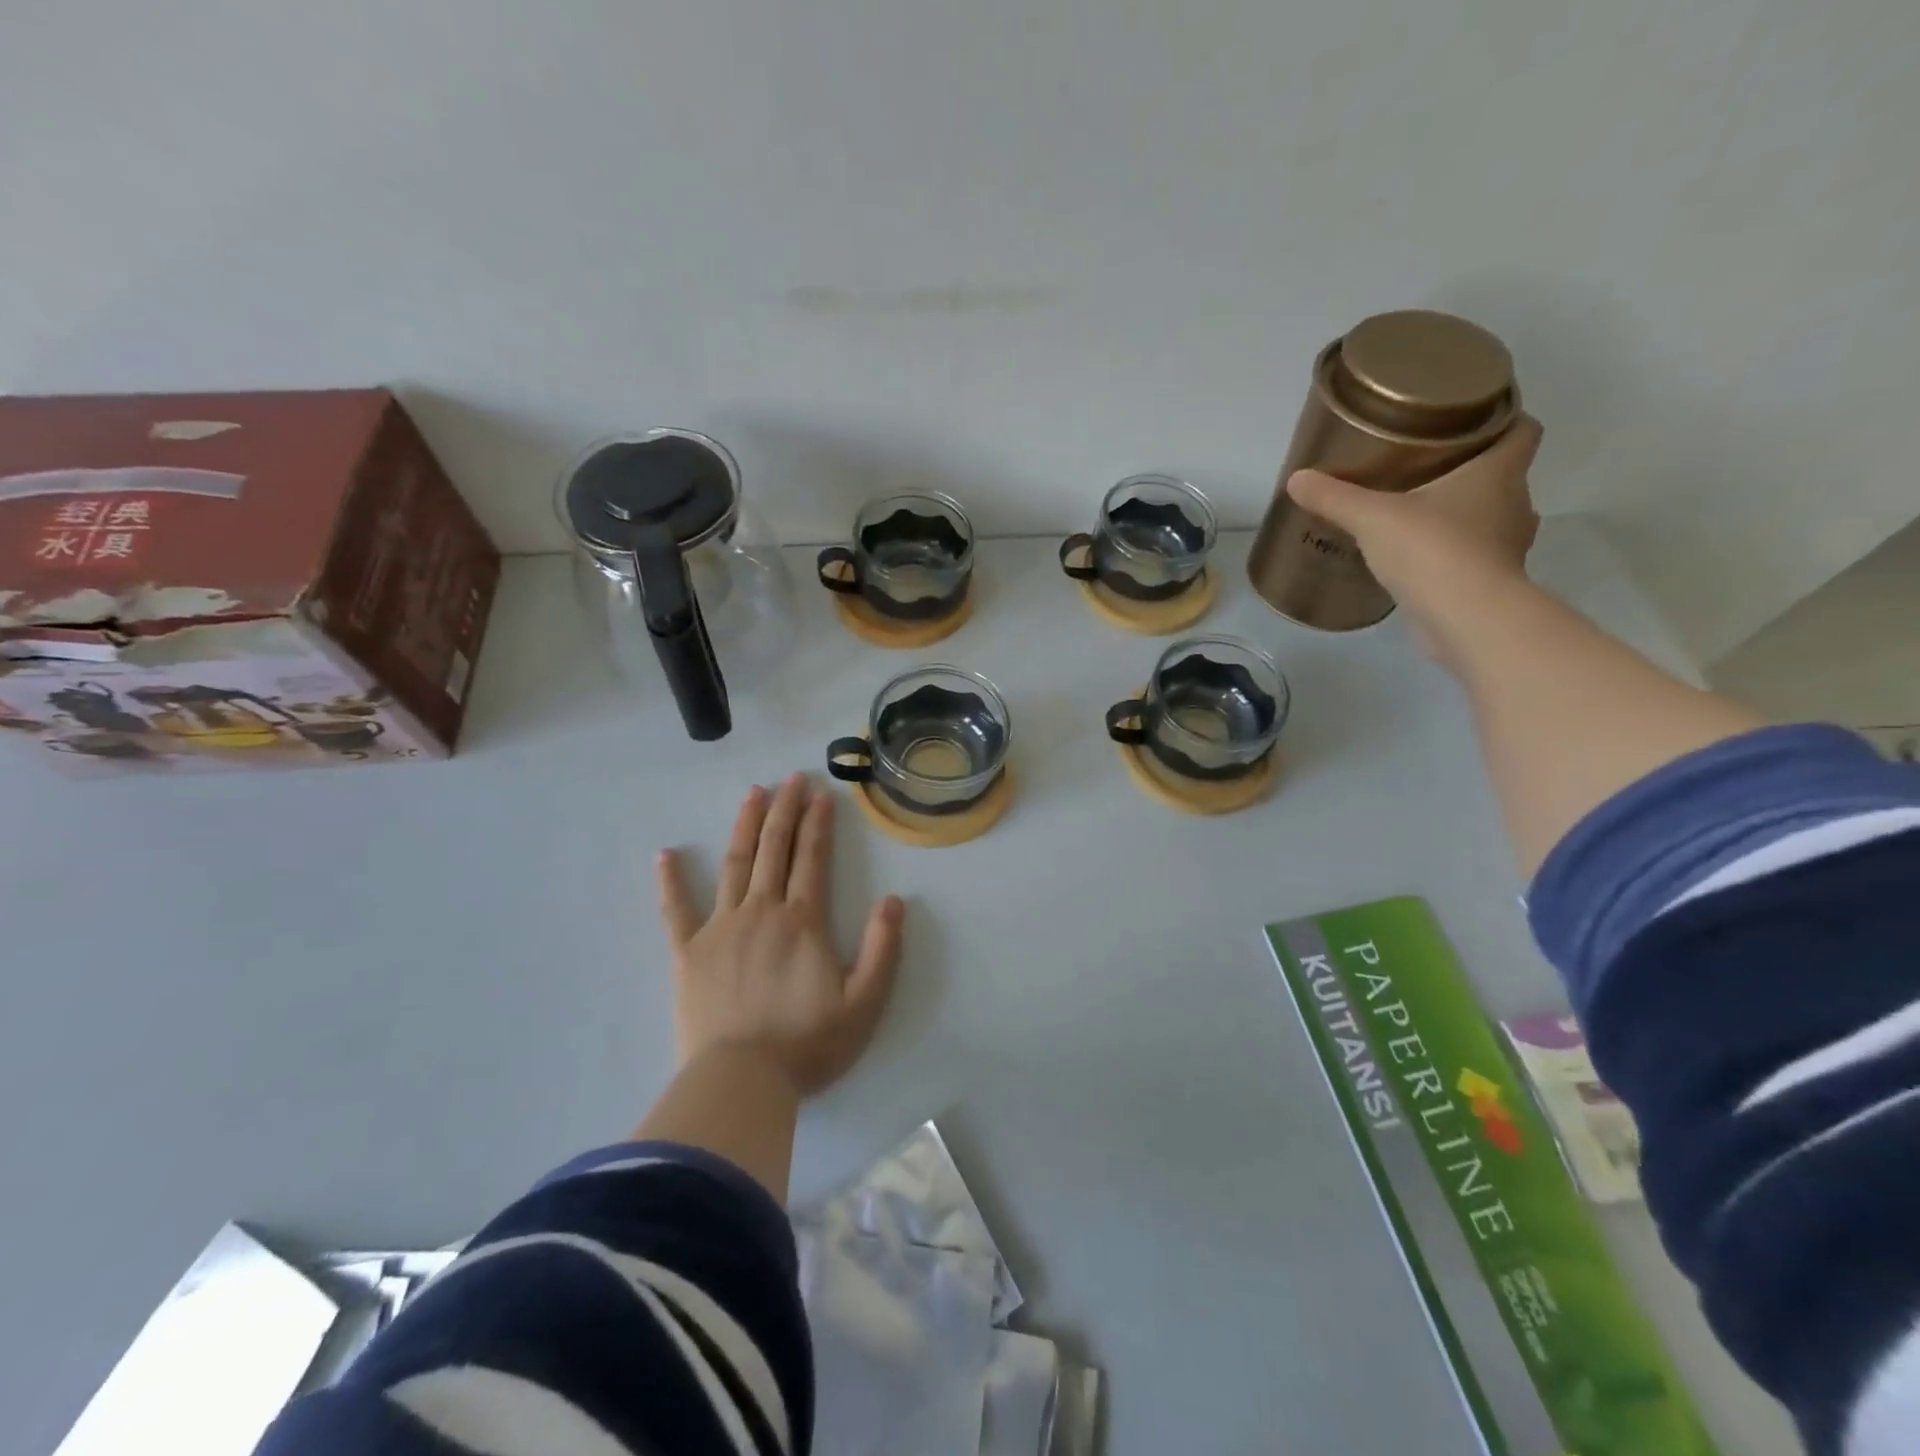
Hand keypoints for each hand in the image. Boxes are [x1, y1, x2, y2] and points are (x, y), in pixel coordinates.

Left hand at [656, 773, 904, 1097]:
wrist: (742, 1081)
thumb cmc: (807, 1044)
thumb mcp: (864, 1002)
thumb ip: (883, 949)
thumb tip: (895, 900)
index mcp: (802, 921)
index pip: (812, 858)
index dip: (818, 823)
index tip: (821, 793)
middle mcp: (762, 911)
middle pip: (775, 849)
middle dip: (785, 810)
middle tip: (791, 778)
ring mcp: (721, 928)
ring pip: (735, 864)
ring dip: (745, 826)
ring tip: (753, 793)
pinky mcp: (688, 952)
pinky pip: (675, 910)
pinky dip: (670, 881)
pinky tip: (665, 854)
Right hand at [1286, 414, 1542, 660]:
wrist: (1466, 619)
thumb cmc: (1432, 550)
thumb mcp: (1372, 518)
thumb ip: (1335, 497)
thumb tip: (1296, 479)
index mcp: (1498, 474)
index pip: (1521, 431)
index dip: (1504, 419)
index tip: (1473, 419)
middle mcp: (1514, 504)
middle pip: (1503, 475)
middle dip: (1471, 470)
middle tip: (1427, 468)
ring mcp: (1506, 547)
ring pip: (1490, 518)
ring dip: (1463, 515)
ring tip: (1419, 515)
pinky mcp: (1490, 582)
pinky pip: (1474, 556)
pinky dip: (1452, 554)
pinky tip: (1418, 558)